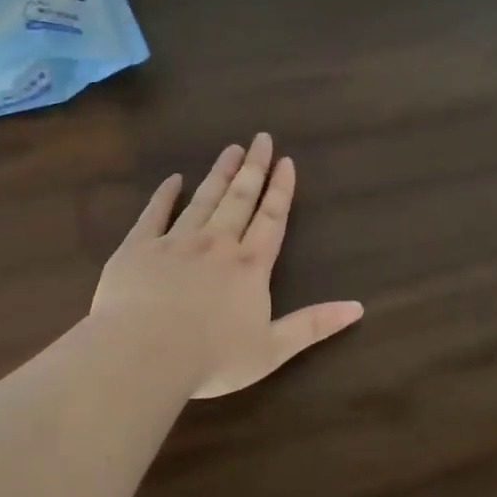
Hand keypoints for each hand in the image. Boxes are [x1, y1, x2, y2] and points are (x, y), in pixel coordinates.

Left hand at [91, 133, 364, 398]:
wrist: (145, 353)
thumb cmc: (213, 357)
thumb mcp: (273, 349)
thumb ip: (313, 325)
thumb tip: (357, 307)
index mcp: (250, 266)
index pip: (271, 218)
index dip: (281, 189)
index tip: (286, 161)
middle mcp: (217, 243)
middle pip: (239, 199)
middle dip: (253, 169)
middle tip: (261, 139)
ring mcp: (176, 241)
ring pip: (203, 199)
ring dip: (218, 174)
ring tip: (230, 149)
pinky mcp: (138, 247)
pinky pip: (154, 213)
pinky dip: (164, 195)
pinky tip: (173, 179)